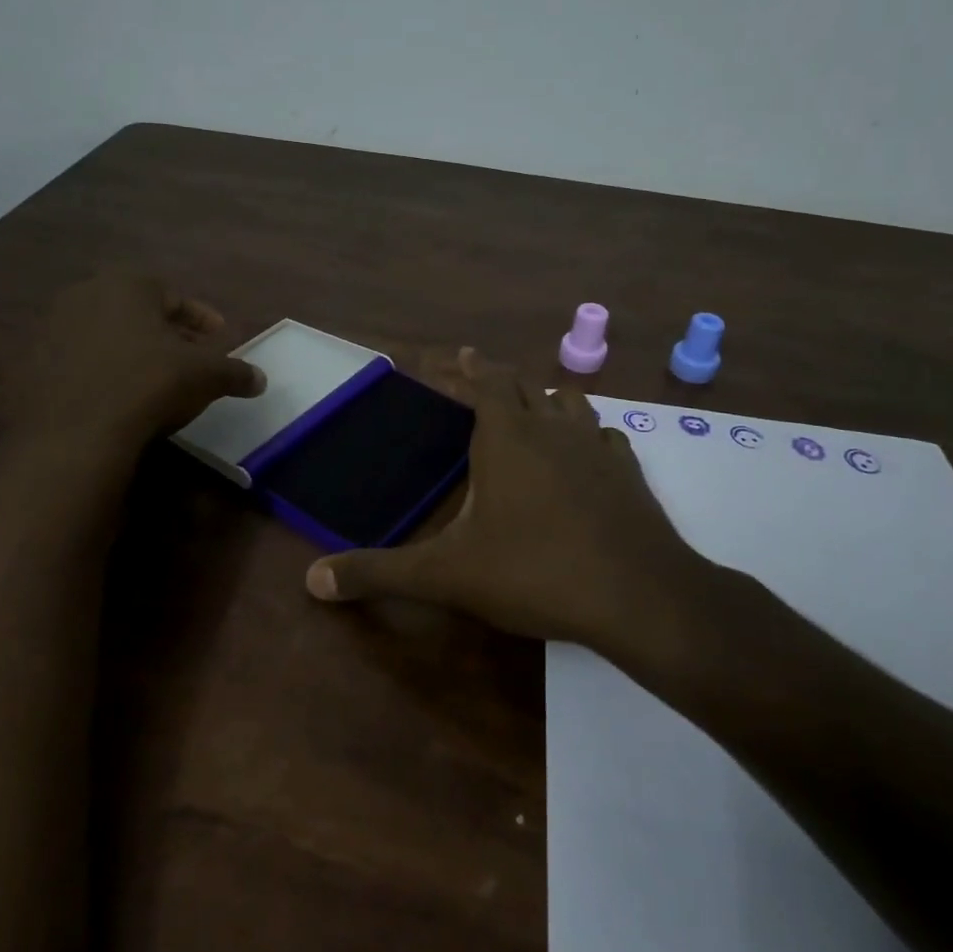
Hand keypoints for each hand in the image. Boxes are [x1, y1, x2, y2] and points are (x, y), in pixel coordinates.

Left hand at [8, 273, 263, 449]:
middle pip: (138, 314)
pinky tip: (116, 400)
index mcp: (128, 284)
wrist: (74, 434)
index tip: (218, 339)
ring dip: (131, 354)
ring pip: (105, 337)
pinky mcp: (29, 366)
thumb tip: (261, 380)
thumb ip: (235, 372)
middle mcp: (84, 295)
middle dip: (166, 335)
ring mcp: (50, 329)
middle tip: (189, 360)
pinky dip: (100, 375)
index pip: (175, 296)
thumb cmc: (149, 385)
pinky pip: (77, 364)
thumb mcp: (205, 376)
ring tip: (153, 382)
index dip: (202, 319)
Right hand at [303, 348, 724, 657]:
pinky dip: (586, 434)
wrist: (639, 596)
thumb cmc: (535, 572)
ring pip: (568, 401)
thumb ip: (380, 573)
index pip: (481, 381)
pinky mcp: (629, 472)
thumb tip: (313, 581)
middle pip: (522, 383)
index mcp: (506, 436)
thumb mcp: (447, 575)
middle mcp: (551, 428)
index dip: (460, 367)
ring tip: (528, 406)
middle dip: (493, 376)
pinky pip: (605, 436)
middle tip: (473, 373)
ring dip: (543, 397)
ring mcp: (596, 447)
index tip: (447, 356)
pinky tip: (584, 453)